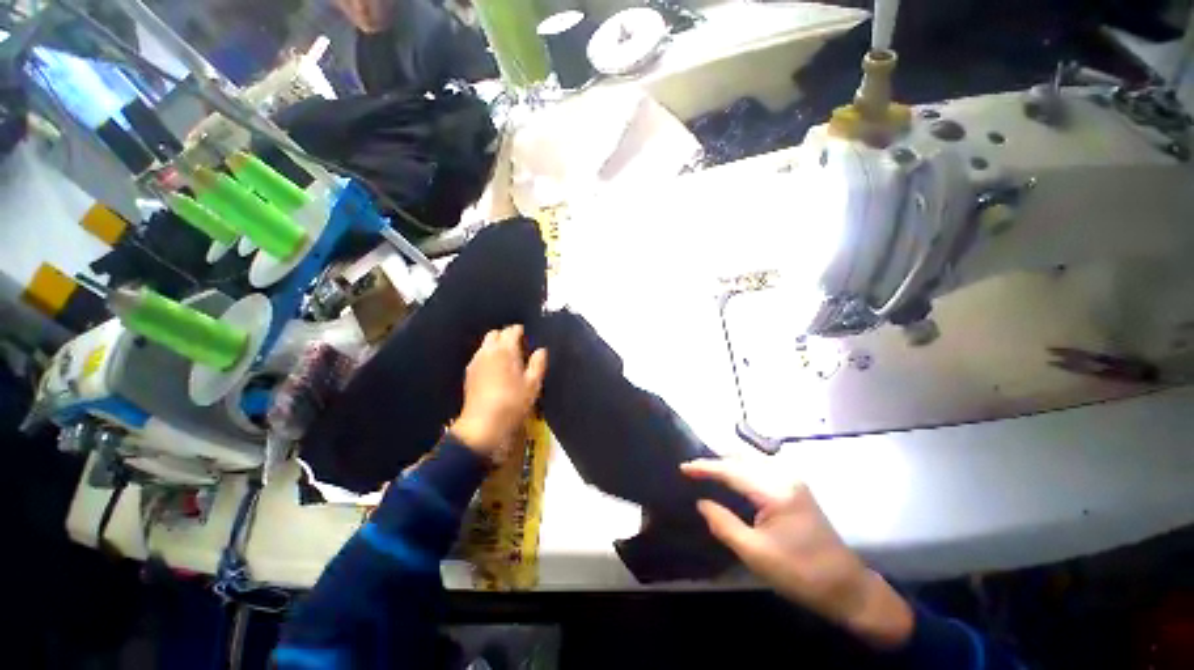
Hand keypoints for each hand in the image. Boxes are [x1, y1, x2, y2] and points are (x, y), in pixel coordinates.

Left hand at [451, 325, 547, 464]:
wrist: (483, 424)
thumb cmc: (513, 402)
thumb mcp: (533, 384)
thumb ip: (538, 363)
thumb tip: (541, 350)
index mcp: (505, 350)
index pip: (512, 330)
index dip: (521, 332)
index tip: (528, 340)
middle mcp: (488, 351)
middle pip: (495, 333)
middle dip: (506, 336)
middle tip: (518, 349)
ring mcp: (476, 361)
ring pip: (485, 344)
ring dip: (496, 346)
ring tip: (508, 360)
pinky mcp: (469, 373)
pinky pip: (479, 356)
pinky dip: (488, 357)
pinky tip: (496, 371)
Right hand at [681, 460, 914, 648]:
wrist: (847, 587)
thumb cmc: (801, 574)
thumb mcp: (756, 555)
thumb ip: (724, 525)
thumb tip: (701, 503)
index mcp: (775, 491)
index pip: (732, 471)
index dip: (705, 467)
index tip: (683, 467)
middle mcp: (784, 477)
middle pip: (741, 458)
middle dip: (715, 461)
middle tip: (692, 470)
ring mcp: (792, 480)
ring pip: (751, 460)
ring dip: (728, 463)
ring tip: (706, 472)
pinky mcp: (795, 488)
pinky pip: (760, 469)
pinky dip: (741, 469)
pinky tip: (731, 478)